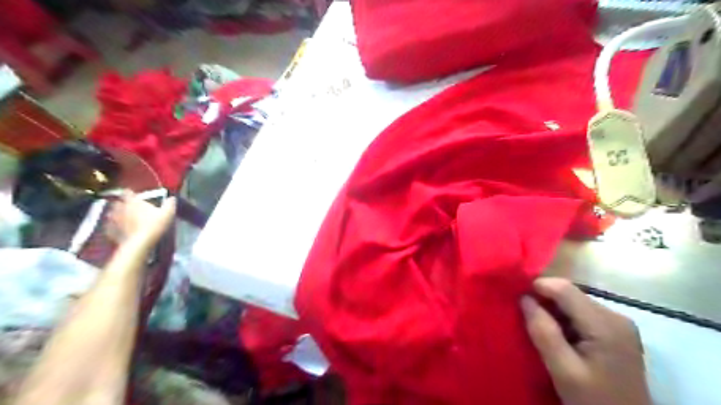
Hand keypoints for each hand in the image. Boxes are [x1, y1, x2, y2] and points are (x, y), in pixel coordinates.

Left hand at [106, 190, 174, 246]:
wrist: (140, 242)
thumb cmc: (154, 225)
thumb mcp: (167, 213)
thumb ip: (169, 204)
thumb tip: (171, 197)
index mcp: (134, 202)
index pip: (128, 193)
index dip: (130, 193)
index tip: (133, 194)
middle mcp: (121, 209)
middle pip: (117, 202)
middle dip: (121, 203)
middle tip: (128, 207)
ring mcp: (114, 220)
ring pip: (111, 214)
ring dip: (115, 214)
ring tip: (121, 217)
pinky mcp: (111, 231)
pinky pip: (109, 227)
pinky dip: (112, 226)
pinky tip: (117, 229)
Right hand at [521, 278, 650, 404]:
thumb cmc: (595, 401)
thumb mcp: (563, 371)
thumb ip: (544, 332)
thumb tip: (524, 298)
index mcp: (605, 324)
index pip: (564, 288)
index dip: (537, 286)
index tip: (516, 298)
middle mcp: (615, 316)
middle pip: (570, 294)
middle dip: (544, 299)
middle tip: (523, 314)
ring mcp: (618, 324)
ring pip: (574, 302)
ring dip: (552, 309)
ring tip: (536, 324)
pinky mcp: (615, 332)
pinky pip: (581, 314)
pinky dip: (563, 318)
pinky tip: (556, 333)